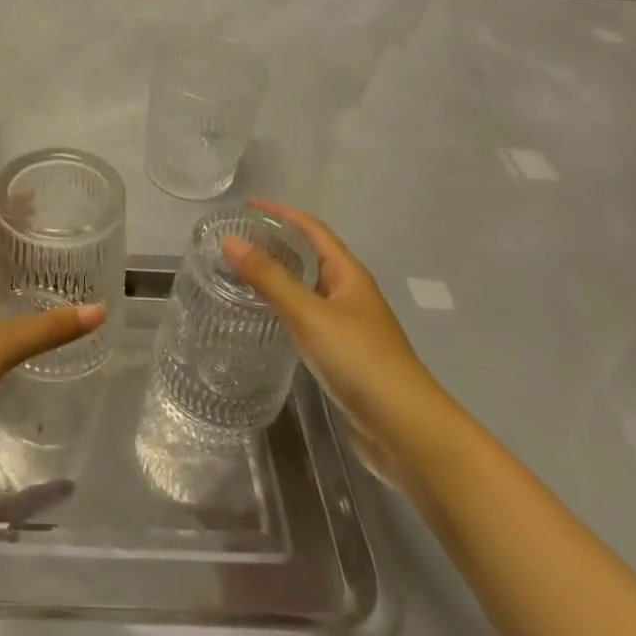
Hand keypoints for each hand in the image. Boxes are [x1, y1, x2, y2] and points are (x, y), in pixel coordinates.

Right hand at [223, 198, 463, 488]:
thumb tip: (229, 239)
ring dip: (281, 276)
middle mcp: (351, 294)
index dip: (282, 213)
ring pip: (309, 288)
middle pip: (312, 256)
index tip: (248, 205)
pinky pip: (309, 317)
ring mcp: (350, 326)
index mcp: (349, 274)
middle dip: (279, 243)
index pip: (313, 230)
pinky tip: (267, 318)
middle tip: (238, 240)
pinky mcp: (344, 355)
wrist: (406, 431)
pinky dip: (286, 308)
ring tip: (243, 273)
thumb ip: (269, 277)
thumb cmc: (360, 360)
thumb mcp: (309, 314)